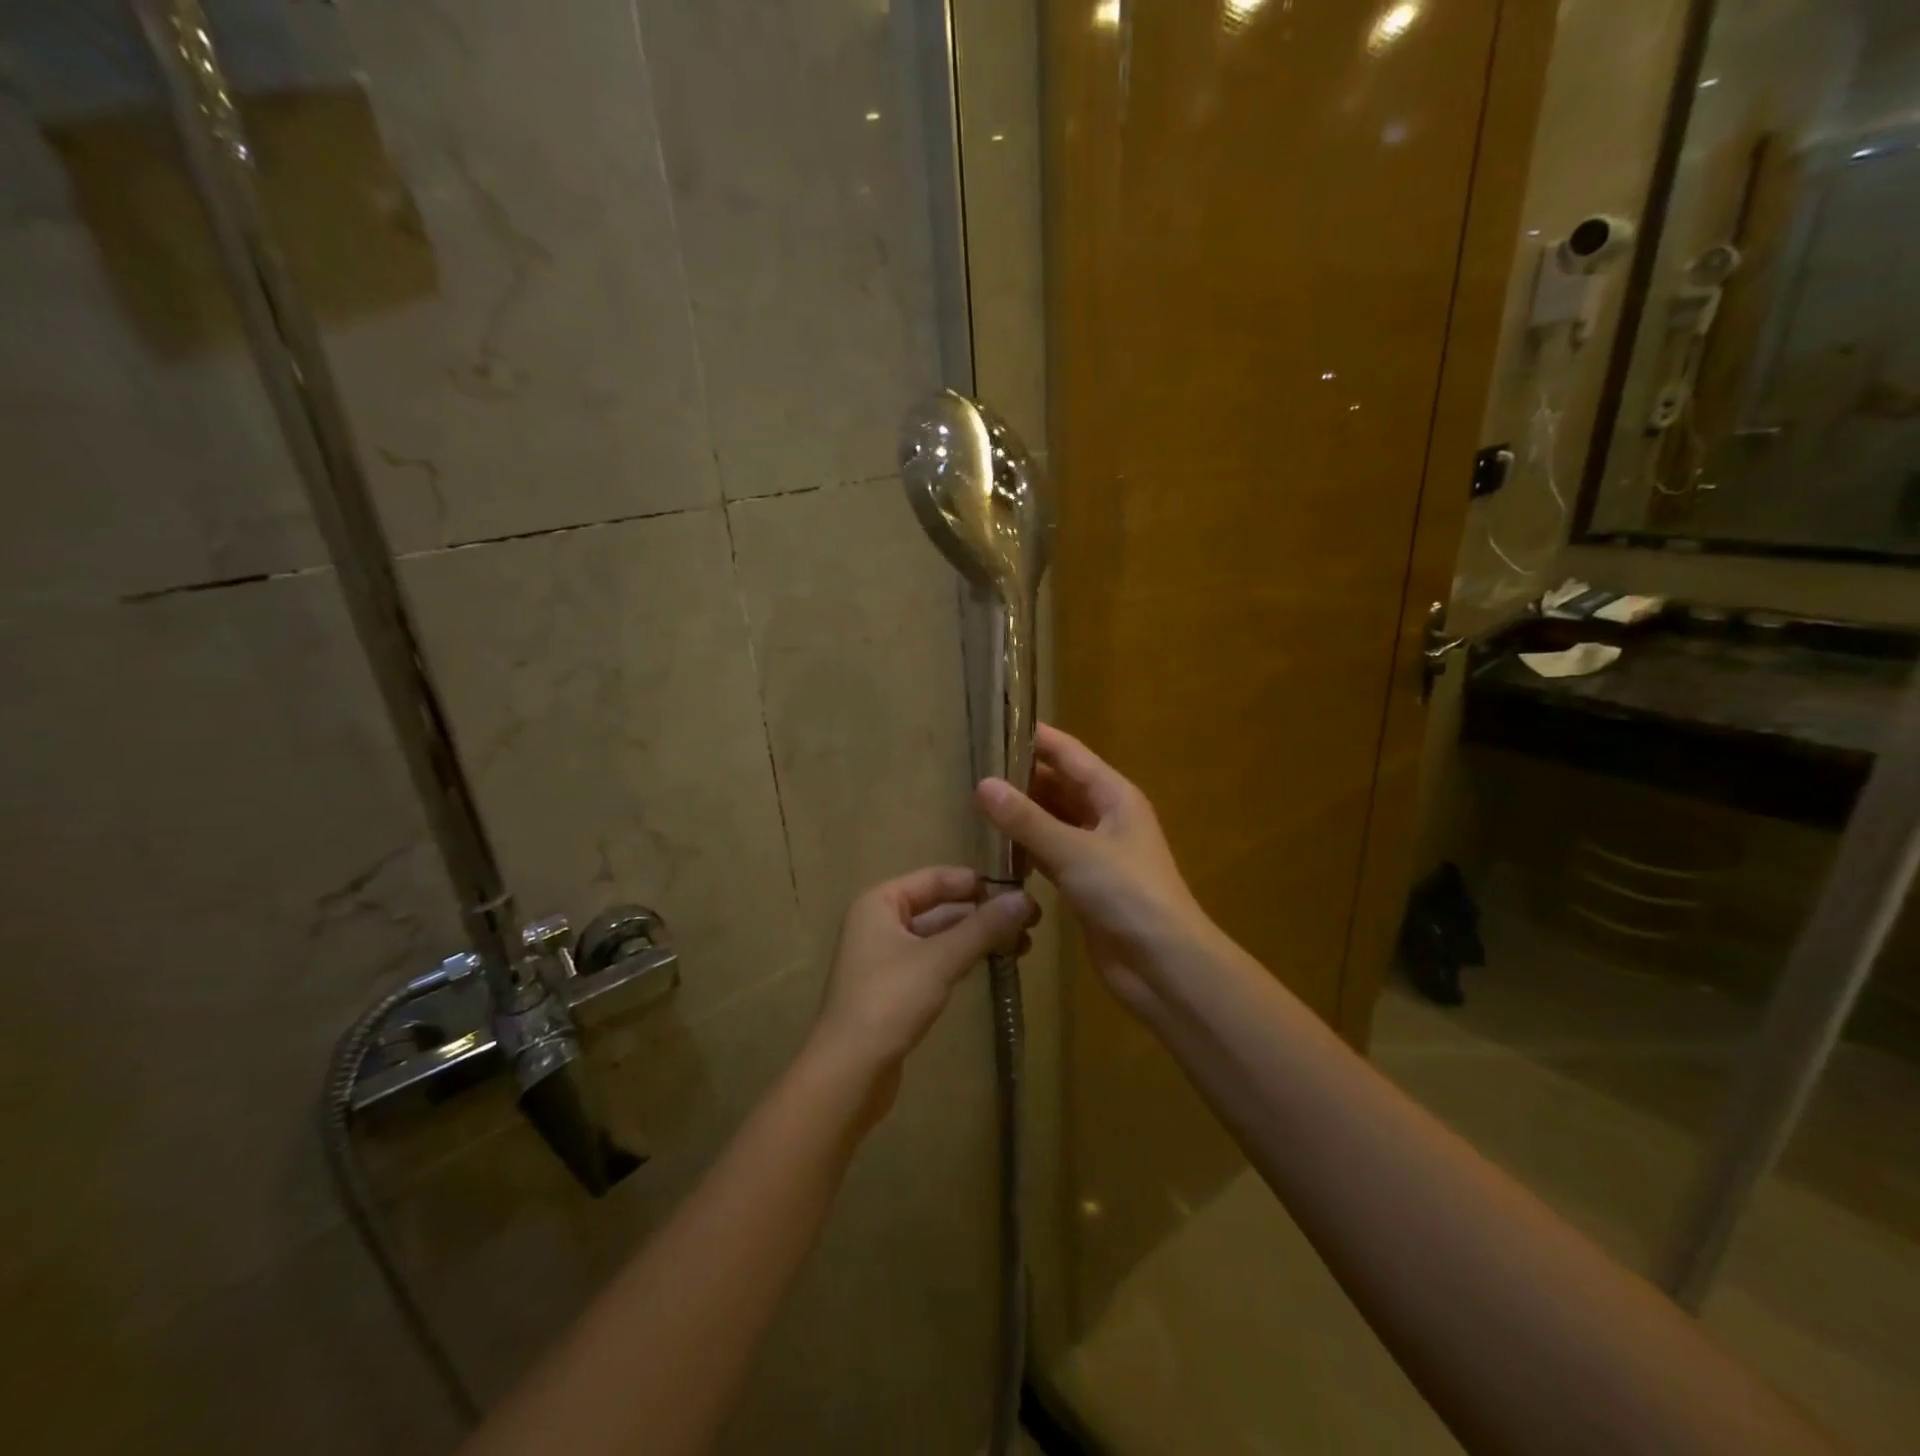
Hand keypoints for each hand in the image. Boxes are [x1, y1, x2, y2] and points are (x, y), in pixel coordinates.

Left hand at [808, 867, 1035, 1118]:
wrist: (848, 1072)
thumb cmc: (889, 1001)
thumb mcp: (940, 959)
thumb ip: (983, 928)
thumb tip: (1025, 899)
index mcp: (880, 903)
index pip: (935, 878)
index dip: (976, 883)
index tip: (1018, 891)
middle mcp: (878, 922)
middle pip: (938, 906)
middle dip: (982, 913)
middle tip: (1029, 922)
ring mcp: (884, 957)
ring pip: (938, 936)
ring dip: (976, 938)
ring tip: (1022, 945)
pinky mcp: (893, 989)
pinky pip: (933, 962)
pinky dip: (961, 960)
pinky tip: (991, 965)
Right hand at [977, 724, 1212, 1014]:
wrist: (1163, 965)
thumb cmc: (1126, 895)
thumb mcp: (1074, 851)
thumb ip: (1026, 819)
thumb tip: (982, 784)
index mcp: (1114, 796)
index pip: (1069, 754)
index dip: (1034, 739)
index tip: (993, 726)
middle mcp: (1106, 817)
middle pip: (1059, 786)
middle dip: (1021, 778)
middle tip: (971, 770)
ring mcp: (1096, 852)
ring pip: (1052, 821)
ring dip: (1022, 814)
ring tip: (975, 804)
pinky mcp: (1085, 884)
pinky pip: (1050, 854)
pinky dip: (1026, 848)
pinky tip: (996, 848)